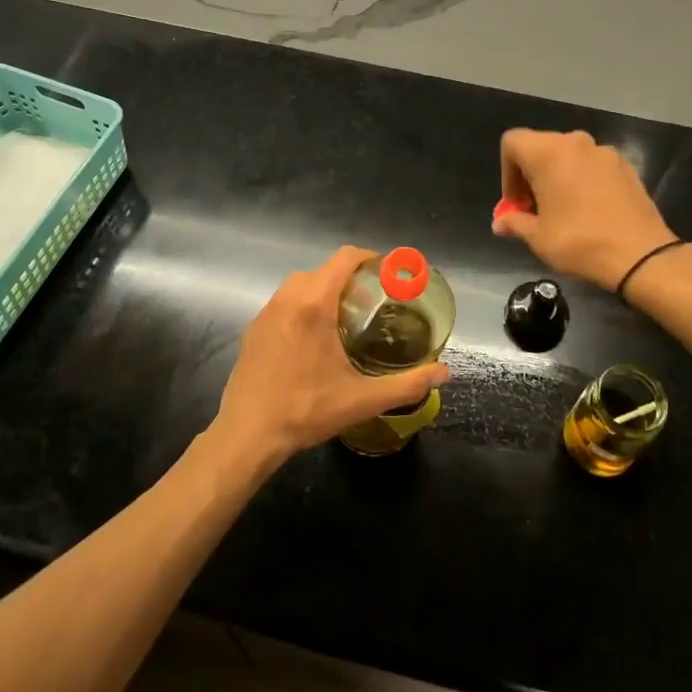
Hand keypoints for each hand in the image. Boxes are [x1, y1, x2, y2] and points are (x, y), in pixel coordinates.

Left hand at [213, 246, 449, 466]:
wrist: (248, 434)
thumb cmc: (306, 410)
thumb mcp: (362, 400)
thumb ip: (407, 384)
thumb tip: (444, 372)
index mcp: (314, 304)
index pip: (344, 258)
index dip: (368, 257)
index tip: (387, 273)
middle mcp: (288, 298)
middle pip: (323, 269)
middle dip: (348, 277)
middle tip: (371, 301)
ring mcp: (266, 312)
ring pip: (300, 284)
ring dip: (322, 289)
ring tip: (344, 317)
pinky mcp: (253, 328)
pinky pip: (283, 302)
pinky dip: (301, 306)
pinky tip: (311, 338)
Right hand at [493, 128, 683, 291]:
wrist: (641, 255)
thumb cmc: (579, 242)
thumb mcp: (538, 237)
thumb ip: (515, 223)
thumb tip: (500, 223)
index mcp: (549, 152)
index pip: (512, 142)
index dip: (507, 172)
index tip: (517, 203)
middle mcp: (576, 143)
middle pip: (540, 147)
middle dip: (531, 174)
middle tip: (535, 208)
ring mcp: (605, 152)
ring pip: (568, 155)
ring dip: (558, 176)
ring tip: (563, 210)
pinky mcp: (626, 166)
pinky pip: (592, 165)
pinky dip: (583, 179)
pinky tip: (590, 210)